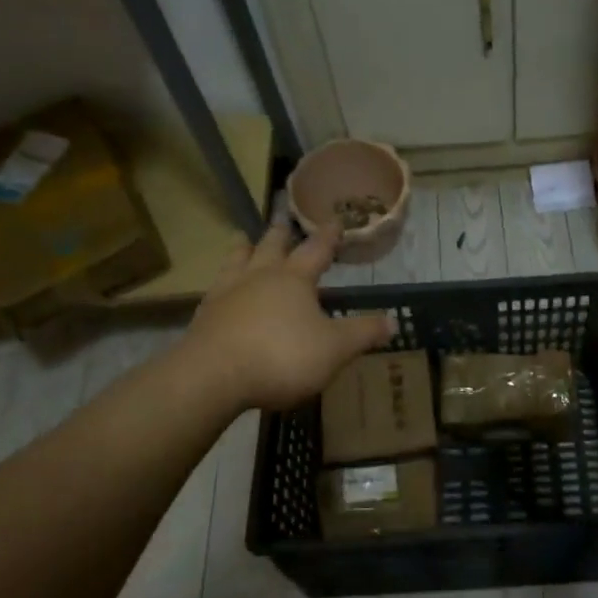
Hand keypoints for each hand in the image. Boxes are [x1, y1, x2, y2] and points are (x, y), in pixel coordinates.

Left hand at [189, 222, 393, 410]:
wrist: (213, 377)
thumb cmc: (282, 356)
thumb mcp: (335, 349)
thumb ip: (363, 333)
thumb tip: (392, 321)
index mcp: (294, 278)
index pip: (317, 249)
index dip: (329, 236)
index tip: (335, 220)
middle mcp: (260, 276)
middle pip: (272, 246)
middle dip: (281, 234)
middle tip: (282, 219)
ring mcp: (227, 293)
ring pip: (237, 260)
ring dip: (243, 248)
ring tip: (242, 239)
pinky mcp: (205, 316)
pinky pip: (216, 289)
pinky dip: (222, 282)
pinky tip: (221, 288)